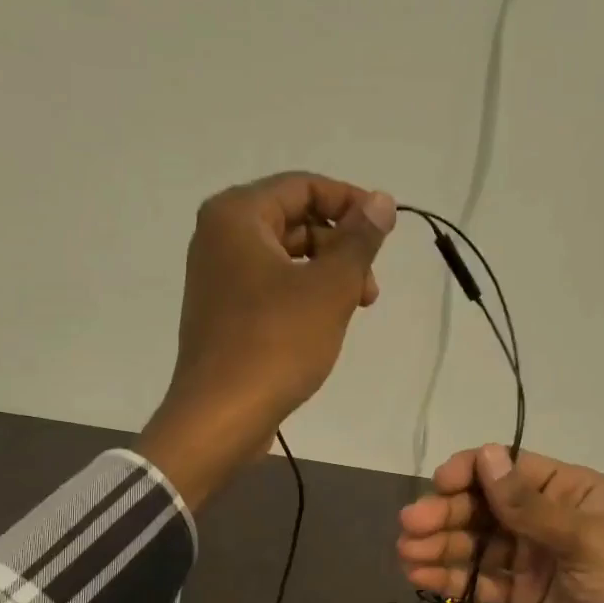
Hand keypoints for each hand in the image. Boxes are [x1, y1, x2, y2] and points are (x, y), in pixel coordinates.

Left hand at [138, 172, 394, 510]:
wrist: (221, 416)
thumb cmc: (277, 344)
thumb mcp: (330, 287)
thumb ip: (360, 240)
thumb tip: (381, 200)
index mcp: (237, 216)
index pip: (303, 186)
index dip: (350, 203)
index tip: (386, 233)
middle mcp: (219, 237)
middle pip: (294, 220)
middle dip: (340, 247)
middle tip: (370, 288)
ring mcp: (217, 278)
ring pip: (285, 258)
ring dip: (326, 275)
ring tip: (354, 309)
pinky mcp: (222, 313)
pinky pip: (270, 287)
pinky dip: (303, 296)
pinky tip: (324, 325)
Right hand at [397, 445, 603, 602]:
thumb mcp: (588, 542)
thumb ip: (531, 506)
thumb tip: (484, 455)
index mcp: (573, 493)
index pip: (511, 469)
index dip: (471, 472)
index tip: (438, 486)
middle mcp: (549, 520)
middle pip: (487, 507)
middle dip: (448, 514)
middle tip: (409, 528)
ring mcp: (535, 561)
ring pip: (478, 544)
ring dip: (441, 546)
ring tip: (406, 554)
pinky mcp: (524, 599)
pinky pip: (482, 581)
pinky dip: (452, 578)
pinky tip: (420, 578)